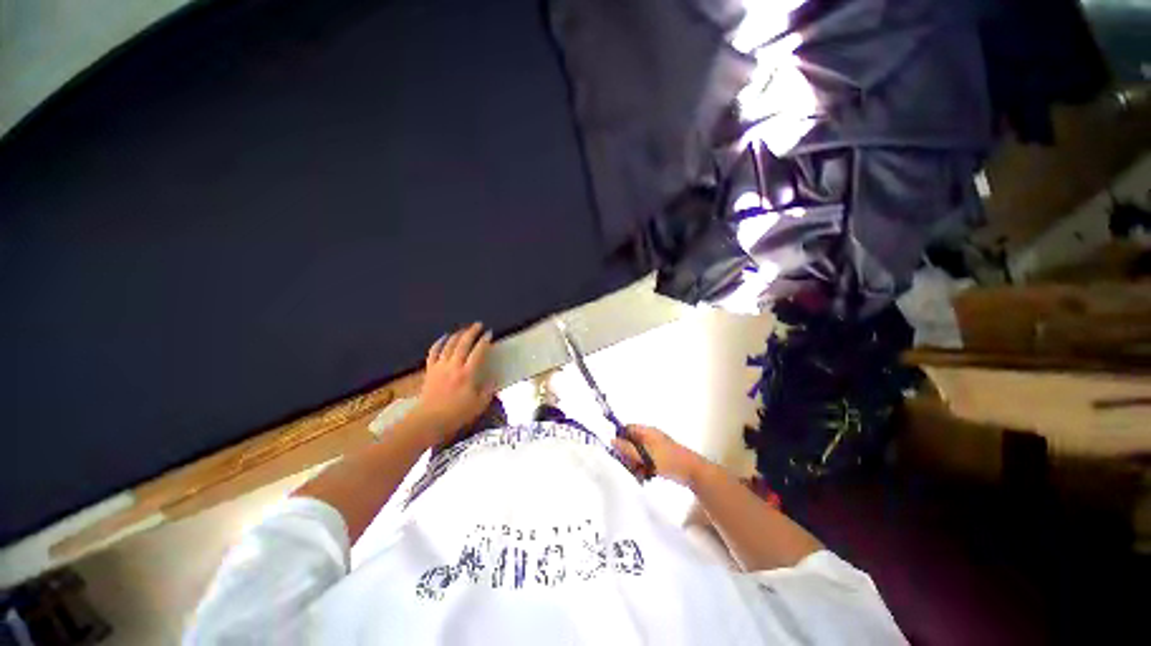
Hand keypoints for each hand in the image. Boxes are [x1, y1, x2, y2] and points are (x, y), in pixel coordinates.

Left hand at [415, 322, 495, 444]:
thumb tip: (493, 378)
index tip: (490, 334)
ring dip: (458, 334)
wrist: (428, 421)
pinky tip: (444, 337)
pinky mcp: (430, 370)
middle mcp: (454, 366)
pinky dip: (438, 342)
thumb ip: (488, 390)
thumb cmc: (456, 414)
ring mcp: (440, 367)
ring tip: (465, 329)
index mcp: (468, 374)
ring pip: (449, 345)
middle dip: (472, 332)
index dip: (485, 341)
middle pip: (463, 344)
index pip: (478, 352)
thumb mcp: (479, 405)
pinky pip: (433, 352)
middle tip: (479, 325)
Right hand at [613, 425, 707, 485]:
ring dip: (635, 465)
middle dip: (628, 456)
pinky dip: (643, 469)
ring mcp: (655, 449)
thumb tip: (612, 441)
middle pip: (631, 443)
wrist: (692, 471)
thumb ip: (627, 448)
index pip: (627, 429)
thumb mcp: (645, 454)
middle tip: (630, 466)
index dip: (620, 439)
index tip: (618, 452)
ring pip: (637, 455)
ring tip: (640, 474)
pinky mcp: (659, 459)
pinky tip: (645, 477)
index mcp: (647, 431)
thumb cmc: (668, 460)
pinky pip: (645, 462)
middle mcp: (649, 438)